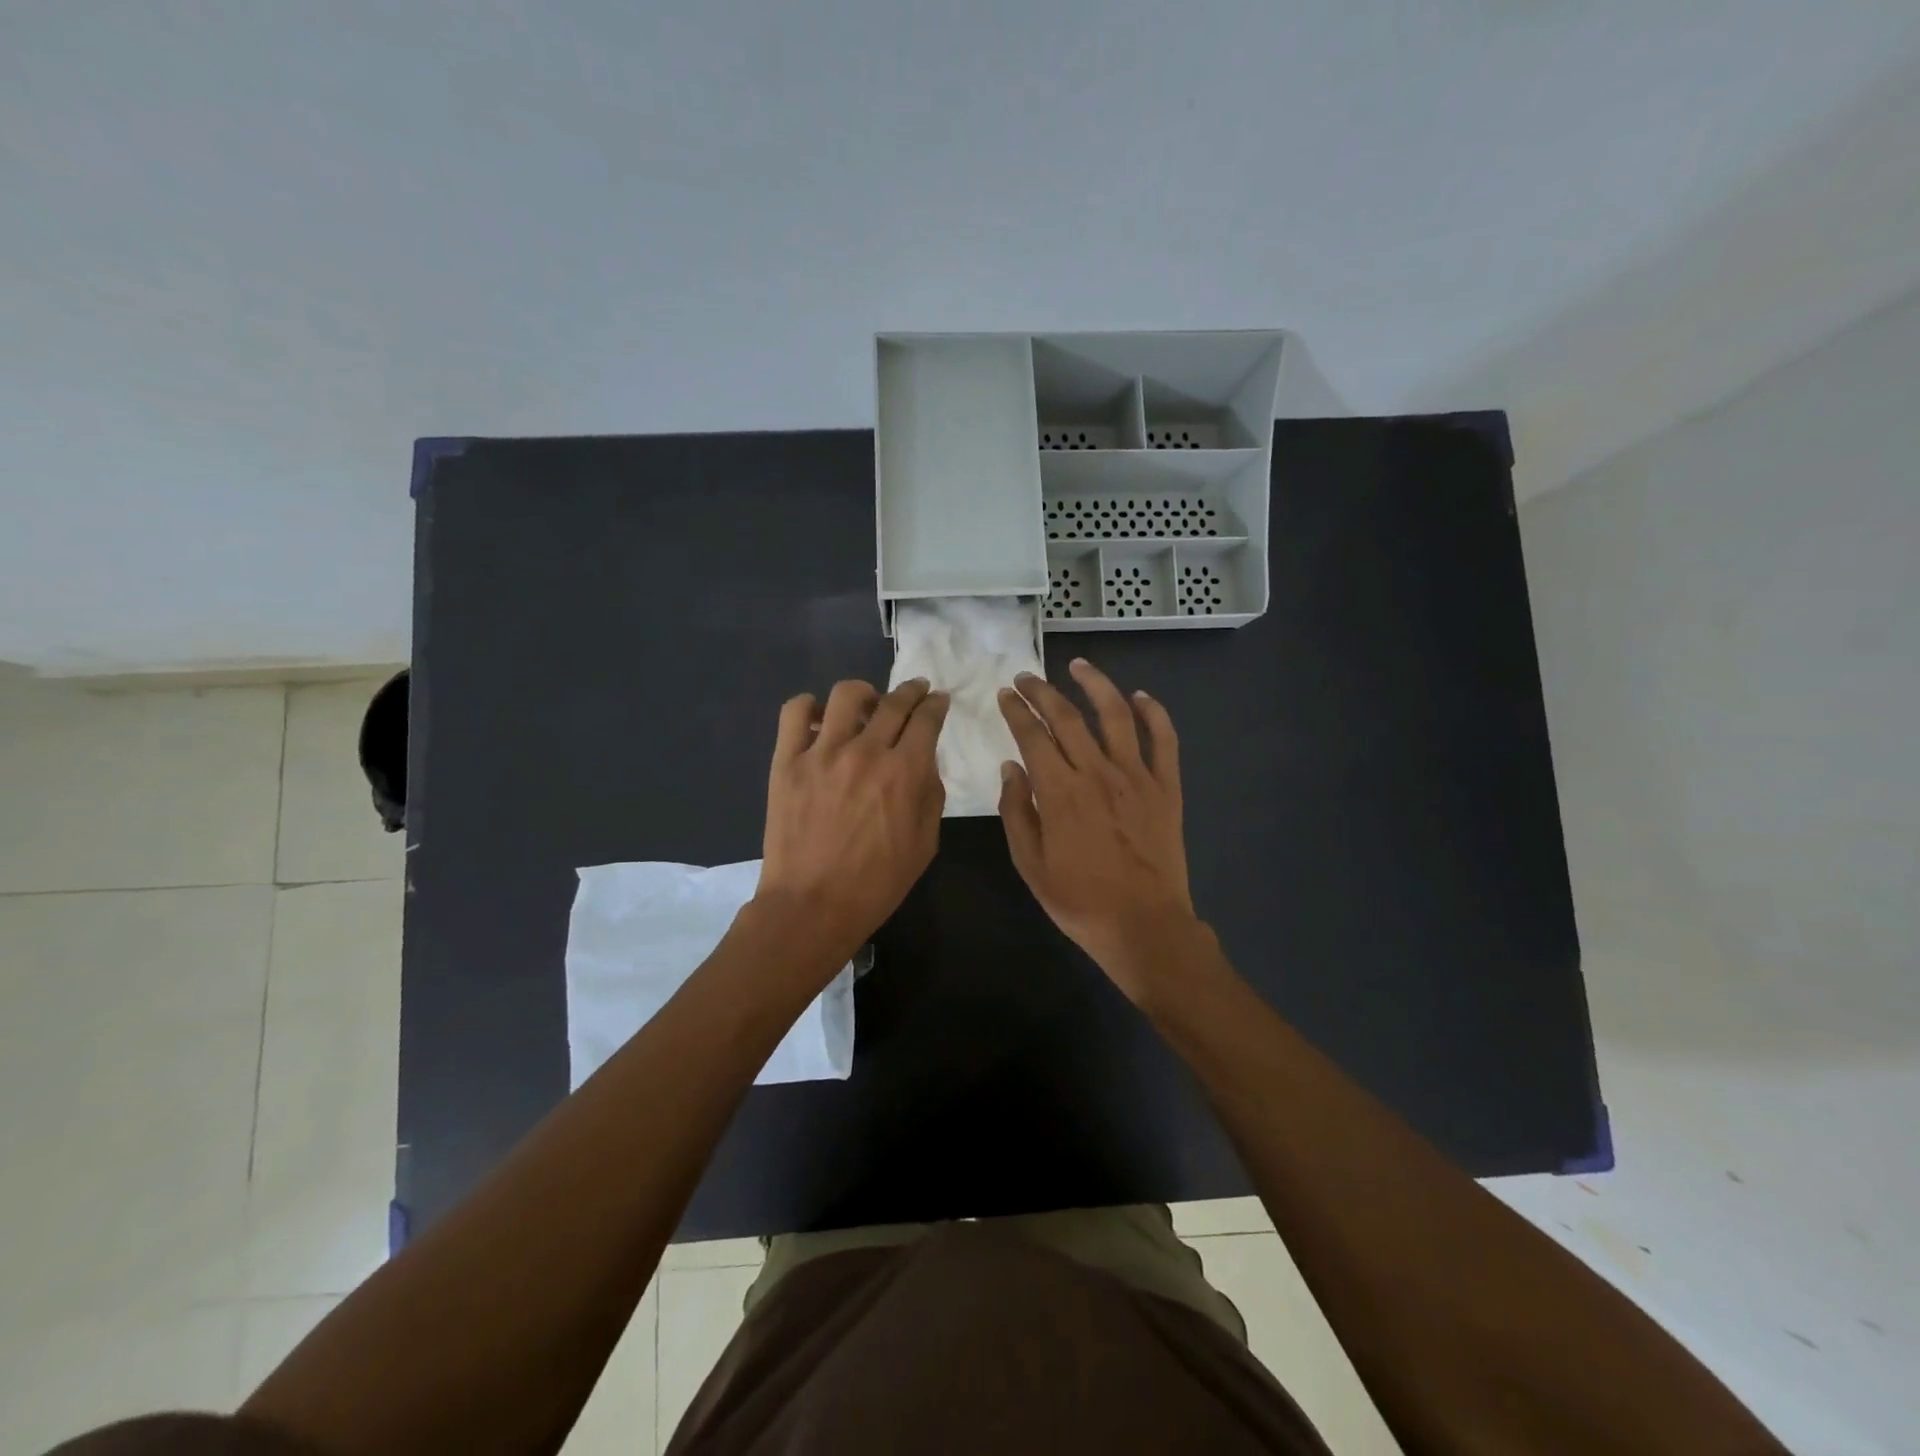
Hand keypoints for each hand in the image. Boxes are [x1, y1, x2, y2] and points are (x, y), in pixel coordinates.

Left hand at [757, 677, 949, 964]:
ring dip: (865, 693)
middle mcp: (866, 752)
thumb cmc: (877, 883)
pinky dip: (809, 706)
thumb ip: (930, 794)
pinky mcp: (788, 761)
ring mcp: (823, 753)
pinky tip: (819, 720)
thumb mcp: (925, 844)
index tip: (939, 700)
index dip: (936, 704)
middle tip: (915, 692)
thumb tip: (925, 761)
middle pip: (894, 701)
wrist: (812, 906)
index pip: (927, 719)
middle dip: (911, 691)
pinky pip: (795, 712)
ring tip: (866, 705)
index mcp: (905, 772)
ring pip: (847, 695)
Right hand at [997, 658, 1201, 1000]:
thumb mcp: (1030, 864)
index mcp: (1059, 792)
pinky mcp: (1165, 787)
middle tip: (1026, 677)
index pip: (1032, 736)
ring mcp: (1136, 776)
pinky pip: (1163, 739)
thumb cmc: (1080, 901)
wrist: (1144, 926)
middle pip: (1067, 717)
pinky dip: (1153, 712)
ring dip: (1095, 684)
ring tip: (1078, 665)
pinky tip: (1140, 696)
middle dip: (1042, 691)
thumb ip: (1016, 812)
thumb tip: (1010, 768)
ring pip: (1115, 715)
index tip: (1004, 695)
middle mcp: (1097, 772)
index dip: (1016, 712)